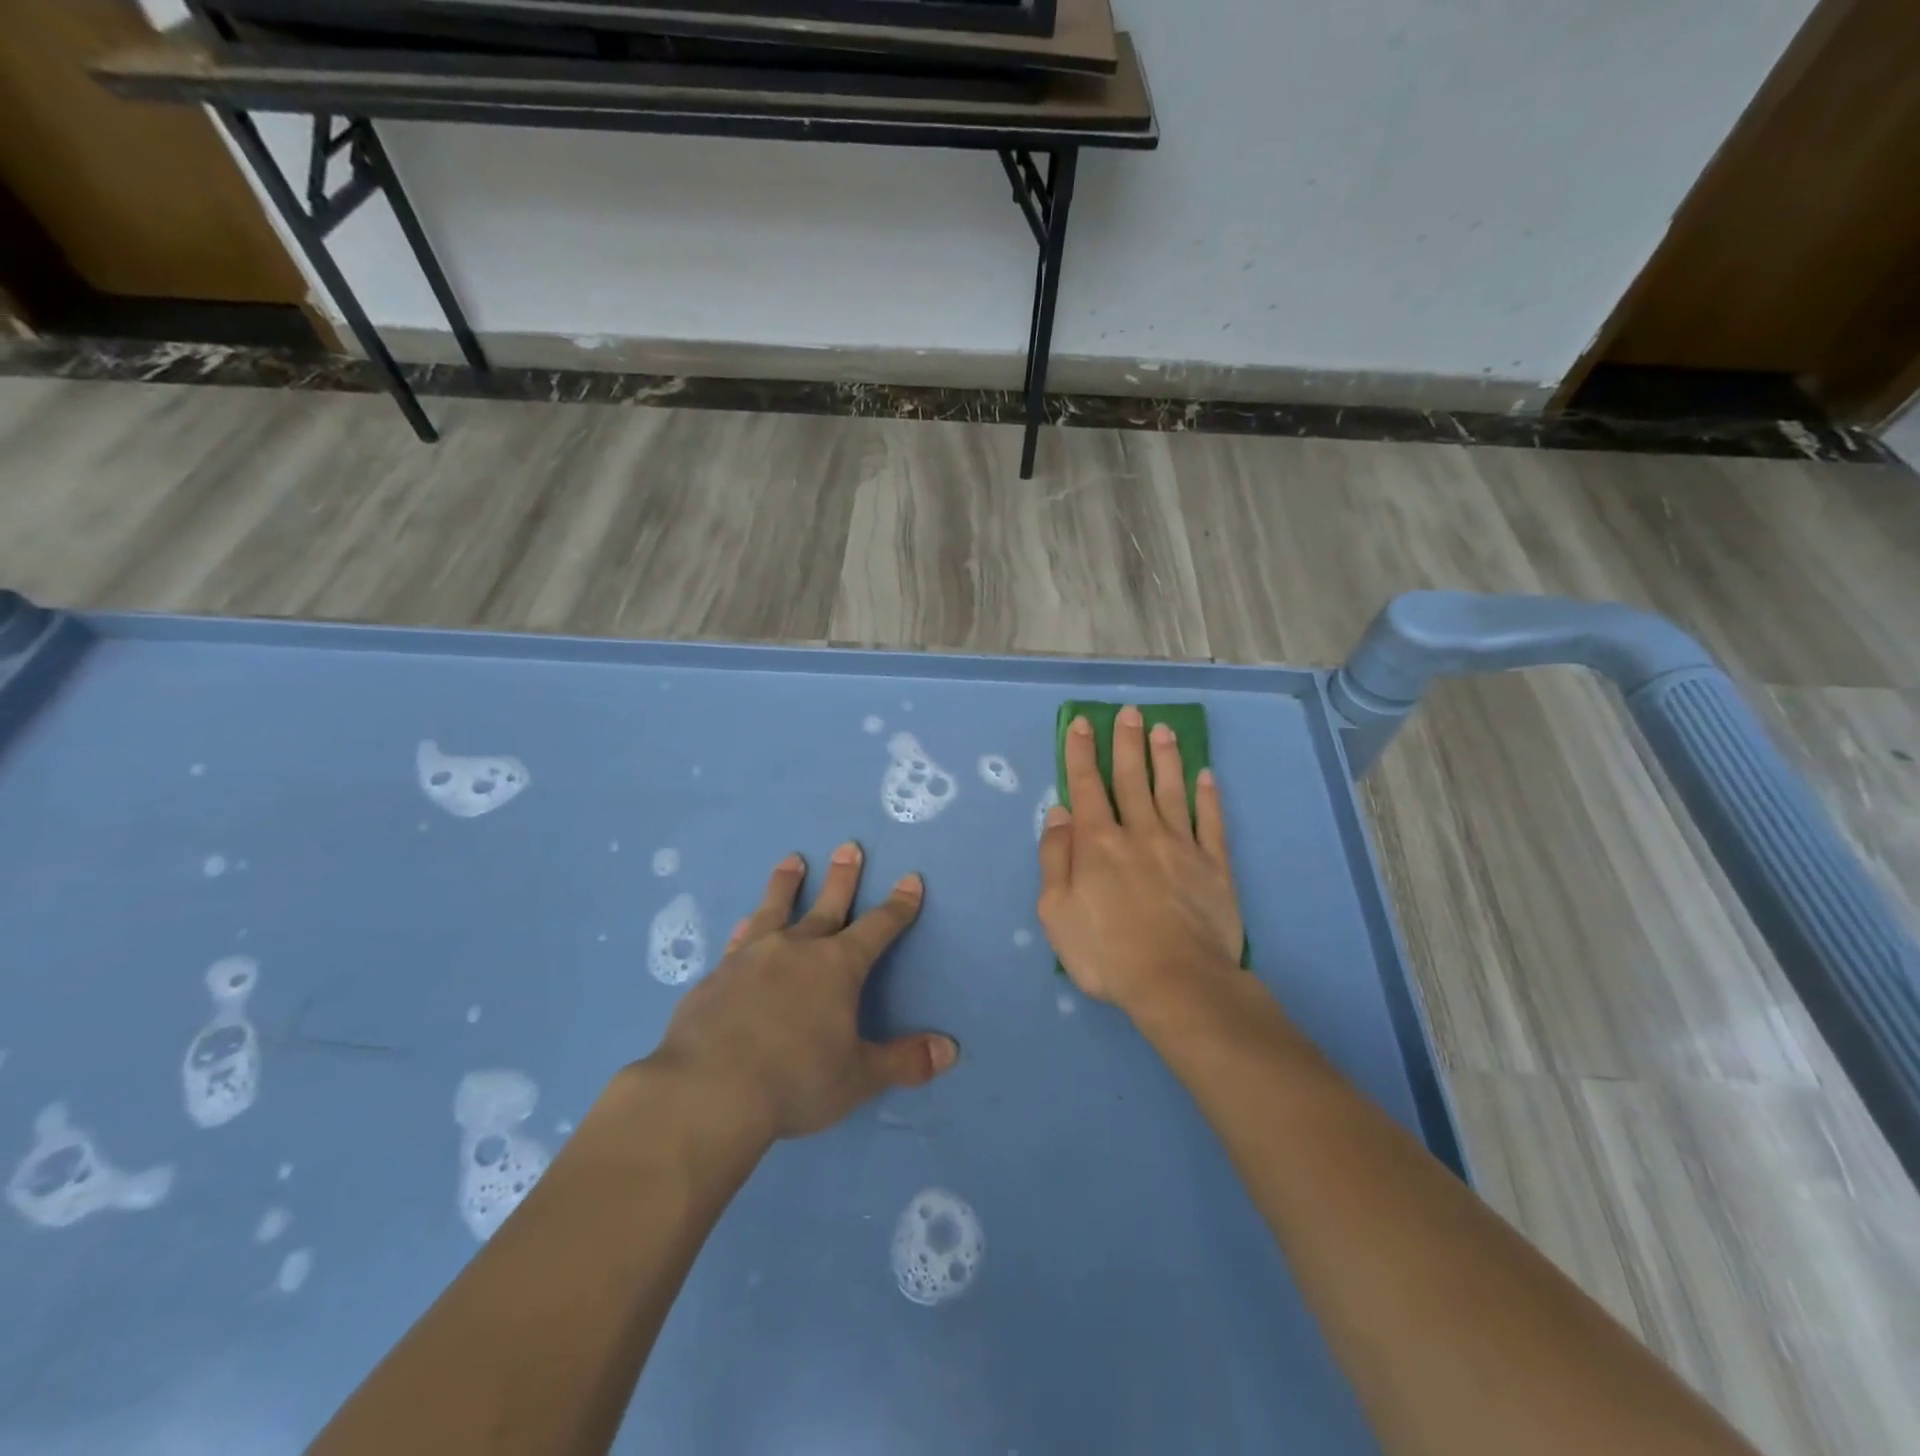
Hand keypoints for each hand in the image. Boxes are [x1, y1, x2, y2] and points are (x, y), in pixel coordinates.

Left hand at [647, 846, 958, 1142]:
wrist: (707, 1090)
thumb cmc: (794, 1082)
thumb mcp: (858, 1077)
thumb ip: (904, 1061)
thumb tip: (951, 1050)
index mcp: (838, 967)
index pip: (878, 927)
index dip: (898, 905)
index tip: (910, 879)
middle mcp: (797, 949)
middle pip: (827, 904)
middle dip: (843, 877)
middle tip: (848, 846)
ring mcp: (752, 957)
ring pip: (774, 910)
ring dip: (785, 884)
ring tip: (791, 860)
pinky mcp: (717, 976)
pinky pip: (738, 942)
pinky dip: (745, 929)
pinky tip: (742, 924)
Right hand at [1038, 708, 1244, 1018]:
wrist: (1176, 981)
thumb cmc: (1105, 951)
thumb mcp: (1056, 911)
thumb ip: (1055, 857)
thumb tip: (1059, 813)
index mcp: (1097, 843)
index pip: (1086, 786)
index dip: (1081, 752)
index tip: (1082, 723)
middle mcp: (1139, 832)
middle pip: (1131, 778)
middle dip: (1126, 742)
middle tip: (1130, 712)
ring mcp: (1181, 846)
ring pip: (1171, 790)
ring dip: (1165, 758)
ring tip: (1164, 729)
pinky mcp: (1214, 866)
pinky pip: (1211, 822)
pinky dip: (1208, 797)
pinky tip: (1206, 776)